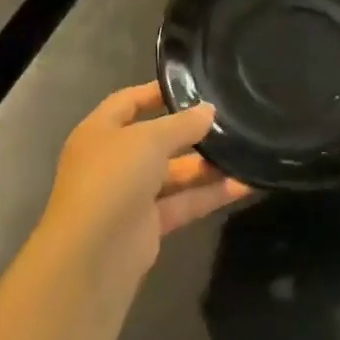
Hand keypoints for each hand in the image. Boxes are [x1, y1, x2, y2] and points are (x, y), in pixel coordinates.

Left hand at [38, 83, 250, 273]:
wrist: (92, 254)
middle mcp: (113, 160)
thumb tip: (209, 110)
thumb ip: (182, 124)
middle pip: (156, 139)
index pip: (129, 101)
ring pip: (174, 174)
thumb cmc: (112, 179)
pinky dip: (211, 195)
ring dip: (207, 165)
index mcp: (100, 131)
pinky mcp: (149, 226)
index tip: (195, 85)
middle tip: (232, 120)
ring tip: (247, 150)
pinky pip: (184, 203)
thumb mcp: (148, 140)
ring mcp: (130, 195)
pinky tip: (245, 184)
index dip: (158, 92)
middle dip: (191, 132)